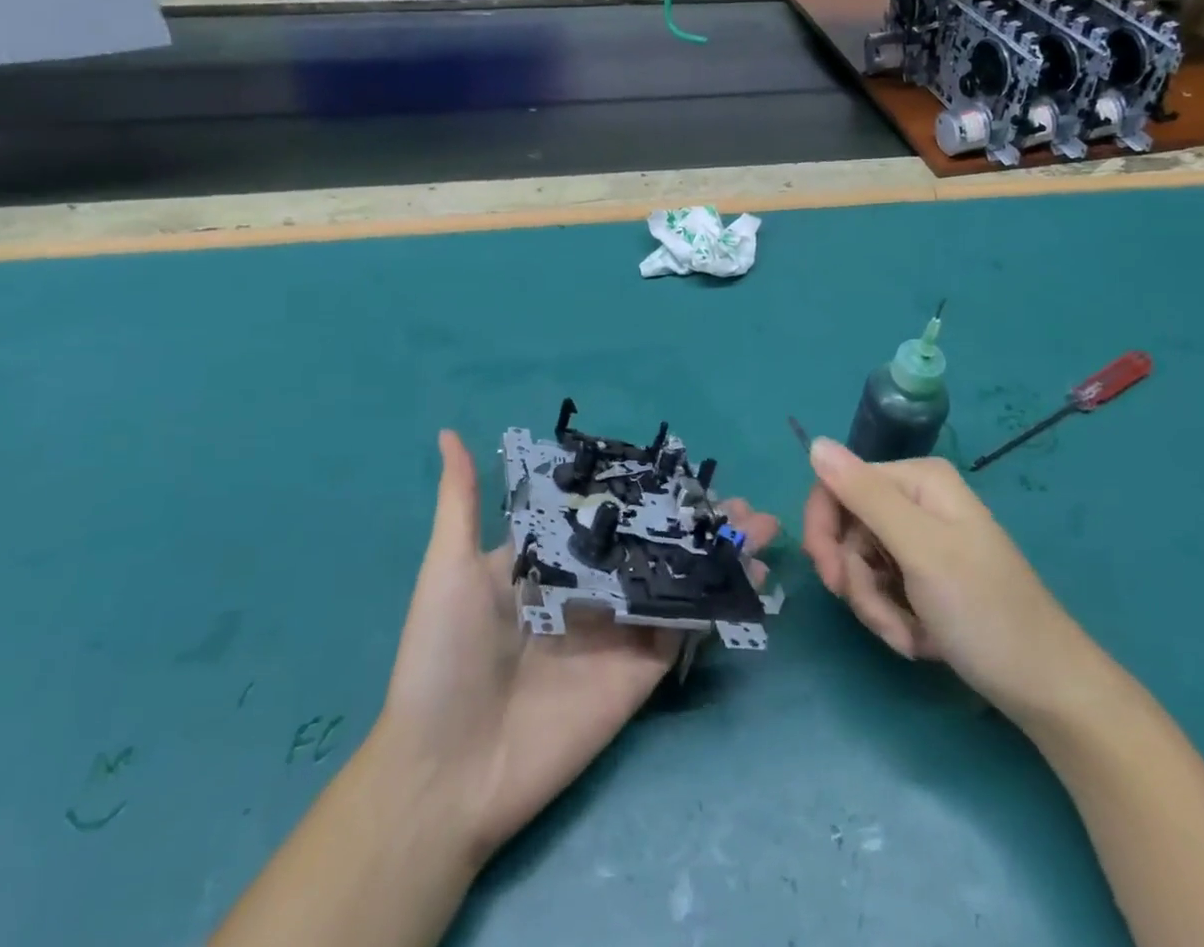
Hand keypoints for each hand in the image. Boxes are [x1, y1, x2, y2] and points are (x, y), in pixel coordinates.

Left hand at [375, 431, 779, 862]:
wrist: (446, 773)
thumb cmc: (443, 658)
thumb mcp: (449, 568)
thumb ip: (462, 500)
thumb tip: (448, 431)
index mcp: (551, 560)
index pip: (607, 513)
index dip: (645, 490)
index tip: (685, 467)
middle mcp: (590, 589)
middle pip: (653, 543)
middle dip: (695, 521)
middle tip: (739, 501)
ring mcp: (618, 631)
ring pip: (677, 580)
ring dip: (718, 554)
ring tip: (761, 526)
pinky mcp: (638, 673)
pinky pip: (683, 630)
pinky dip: (717, 602)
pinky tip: (750, 576)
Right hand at [801, 438, 1086, 715]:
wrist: (1048, 690)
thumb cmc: (985, 612)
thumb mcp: (919, 549)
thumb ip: (865, 495)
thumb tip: (815, 443)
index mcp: (917, 480)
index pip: (837, 485)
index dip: (824, 530)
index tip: (829, 577)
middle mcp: (916, 500)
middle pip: (847, 528)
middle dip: (856, 579)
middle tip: (876, 616)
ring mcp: (921, 540)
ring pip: (860, 564)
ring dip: (875, 606)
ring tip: (908, 637)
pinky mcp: (925, 576)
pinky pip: (881, 588)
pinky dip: (891, 617)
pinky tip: (919, 640)